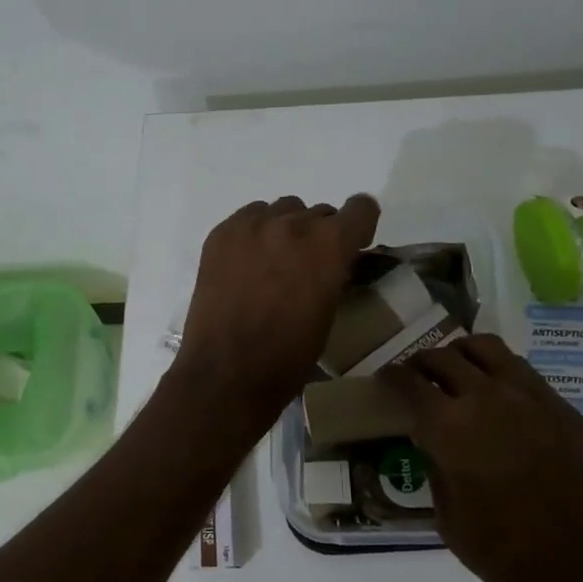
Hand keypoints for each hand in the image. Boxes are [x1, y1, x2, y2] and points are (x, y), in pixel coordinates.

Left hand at [174, 195, 380, 425]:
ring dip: (286, 231)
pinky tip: (247, 264)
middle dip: (320, 235)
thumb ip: (334, 273)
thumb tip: (329, 261)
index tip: (351, 245)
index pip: (360, 208)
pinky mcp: (221, 233)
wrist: (226, 373)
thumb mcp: (328, 312)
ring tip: (273, 265)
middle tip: (306, 268)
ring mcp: (252, 225)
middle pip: (319, 212)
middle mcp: (293, 224)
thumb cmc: (287, 356)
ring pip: (282, 211)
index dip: (359, 226)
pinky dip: (254, 234)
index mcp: (329, 245)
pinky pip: (249, 217)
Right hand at [379, 336, 582, 581]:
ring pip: (486, 348)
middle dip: (422, 363)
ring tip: (456, 373)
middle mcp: (487, 398)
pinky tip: (497, 398)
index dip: (391, 377)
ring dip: (462, 355)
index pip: (409, 382)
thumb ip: (436, 469)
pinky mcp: (562, 406)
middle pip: (444, 356)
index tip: (384, 379)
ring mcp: (530, 396)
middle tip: (416, 378)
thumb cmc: (510, 557)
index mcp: (450, 428)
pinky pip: (520, 370)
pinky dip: (497, 372)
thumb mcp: (450, 520)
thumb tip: (432, 442)